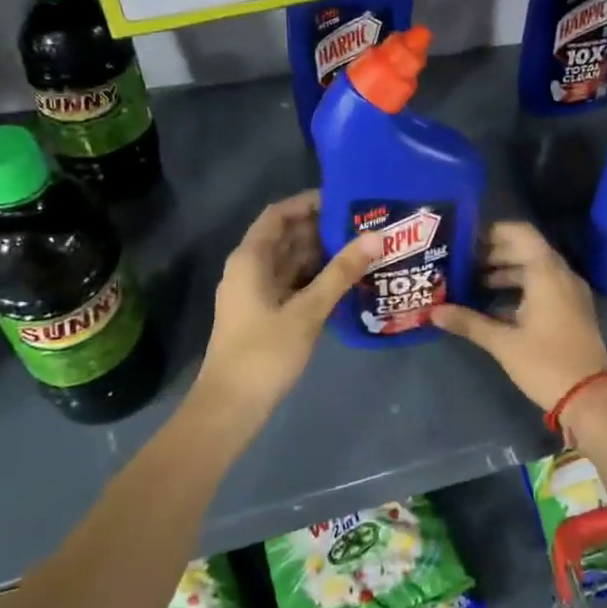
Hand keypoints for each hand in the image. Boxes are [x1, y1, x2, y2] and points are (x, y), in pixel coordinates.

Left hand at [192, 191, 377, 435]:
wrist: (230, 407)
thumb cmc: (264, 353)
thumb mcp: (308, 310)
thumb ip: (341, 272)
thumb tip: (376, 237)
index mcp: (250, 259)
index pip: (279, 215)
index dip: (308, 203)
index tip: (345, 200)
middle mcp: (250, 269)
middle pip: (287, 236)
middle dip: (322, 228)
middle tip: (365, 224)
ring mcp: (256, 293)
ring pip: (291, 261)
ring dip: (322, 254)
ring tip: (363, 248)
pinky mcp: (265, 313)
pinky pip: (293, 284)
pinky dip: (316, 278)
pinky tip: (346, 281)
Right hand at [432, 222, 606, 418]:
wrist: (592, 398)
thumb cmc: (546, 363)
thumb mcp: (503, 343)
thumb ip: (468, 322)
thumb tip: (432, 312)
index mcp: (546, 272)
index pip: (519, 233)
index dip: (491, 232)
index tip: (465, 240)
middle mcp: (561, 274)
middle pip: (525, 250)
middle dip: (492, 254)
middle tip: (460, 264)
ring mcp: (569, 293)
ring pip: (533, 270)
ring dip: (504, 273)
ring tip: (470, 284)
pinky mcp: (571, 311)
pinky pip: (542, 287)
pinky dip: (519, 289)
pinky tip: (492, 307)